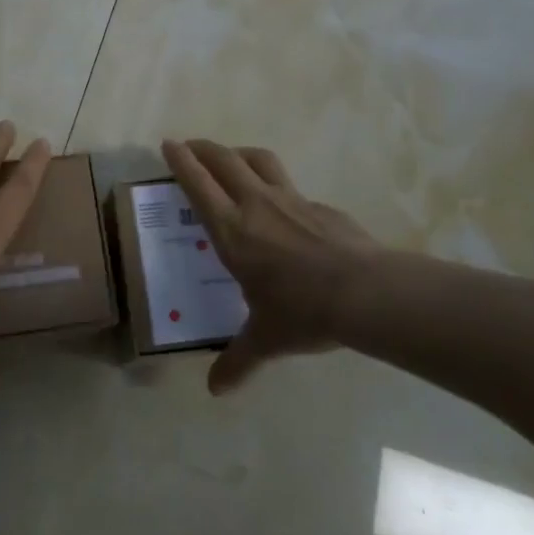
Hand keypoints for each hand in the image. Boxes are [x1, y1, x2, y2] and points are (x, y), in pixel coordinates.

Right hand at [163, 139, 378, 394]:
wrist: (365, 292)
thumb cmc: (303, 311)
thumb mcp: (266, 339)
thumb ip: (238, 361)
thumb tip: (216, 390)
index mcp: (232, 231)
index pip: (198, 185)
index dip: (180, 162)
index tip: (168, 144)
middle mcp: (256, 205)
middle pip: (224, 160)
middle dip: (203, 148)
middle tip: (191, 145)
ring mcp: (291, 199)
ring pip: (258, 160)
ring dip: (239, 153)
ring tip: (232, 158)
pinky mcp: (319, 205)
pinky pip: (290, 186)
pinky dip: (276, 185)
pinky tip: (282, 206)